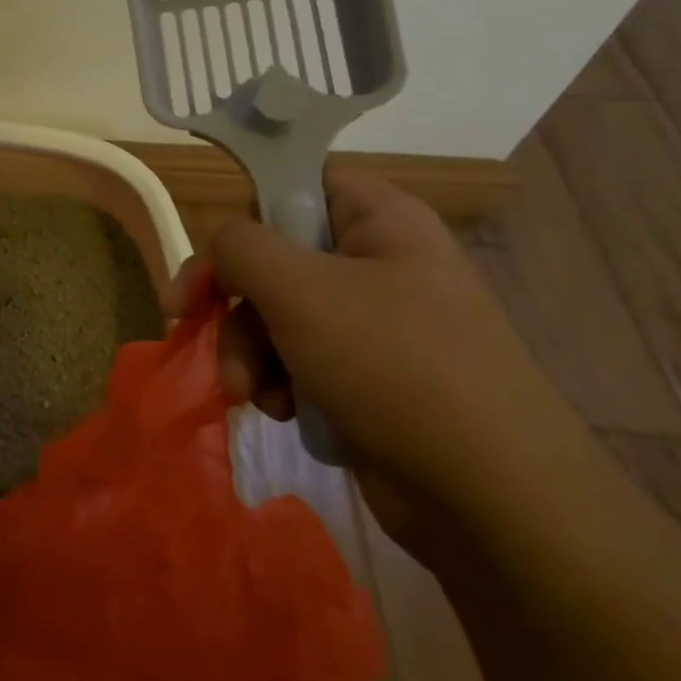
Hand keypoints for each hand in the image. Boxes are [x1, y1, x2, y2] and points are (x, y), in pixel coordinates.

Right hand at [173, 168, 595, 544]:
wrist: (490, 497)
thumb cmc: (394, 367)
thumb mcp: (300, 290)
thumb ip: (241, 246)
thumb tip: (222, 245)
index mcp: (379, 221)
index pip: (295, 183)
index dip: (247, 212)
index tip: (211, 255)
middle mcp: (376, 263)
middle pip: (272, 257)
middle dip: (232, 301)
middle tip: (190, 323)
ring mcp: (371, 324)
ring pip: (274, 316)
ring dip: (246, 351)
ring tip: (251, 392)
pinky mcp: (364, 377)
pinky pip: (295, 360)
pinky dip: (277, 383)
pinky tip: (283, 412)